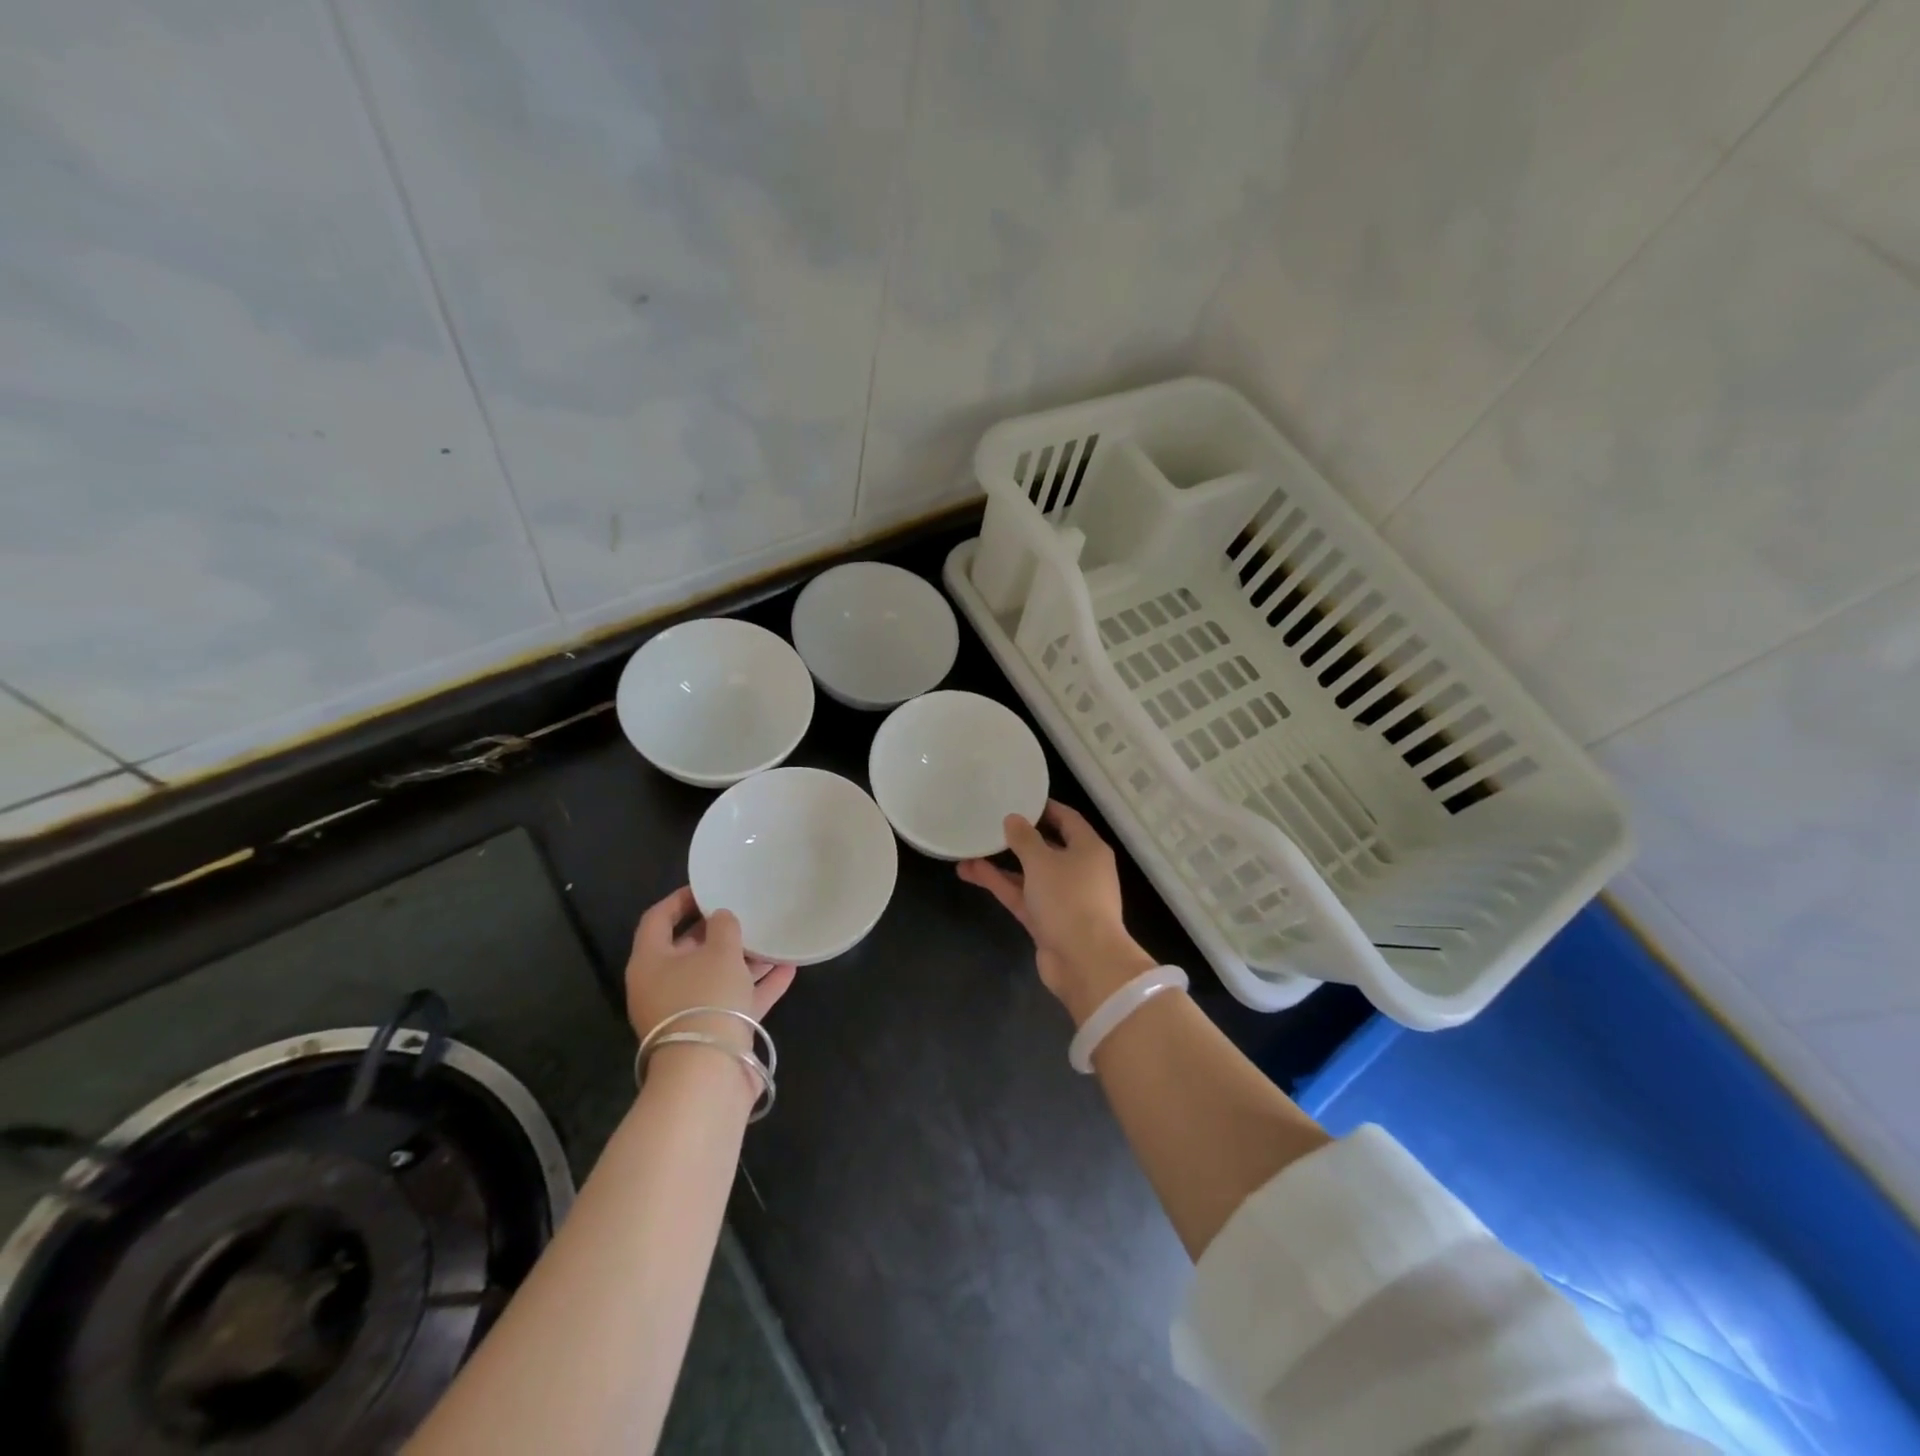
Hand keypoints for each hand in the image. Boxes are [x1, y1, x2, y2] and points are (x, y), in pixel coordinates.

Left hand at [625, 886, 795, 1046]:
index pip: (658, 919)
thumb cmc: (706, 998)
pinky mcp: (712, 1032)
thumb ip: (723, 926)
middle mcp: (662, 986)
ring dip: (743, 957)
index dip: (681, 899)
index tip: (709, 886)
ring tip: (772, 936)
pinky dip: (758, 985)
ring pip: (715, 975)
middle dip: (717, 930)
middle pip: (687, 949)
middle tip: (744, 910)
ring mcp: (687, 1011)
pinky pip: (735, 1000)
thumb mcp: (719, 951)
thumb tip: (721, 918)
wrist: (709, 1074)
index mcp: (650, 962)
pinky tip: (788, 968)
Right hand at [958, 800, 1156, 1024]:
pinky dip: (1000, 884)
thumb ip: (1024, 838)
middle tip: (990, 822)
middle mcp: (1079, 870)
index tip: (1017, 798)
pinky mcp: (1047, 921)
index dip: (1044, 807)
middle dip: (1018, 838)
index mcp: (1089, 849)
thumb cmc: (1069, 899)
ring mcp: (1063, 898)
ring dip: (1001, 863)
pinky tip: (971, 871)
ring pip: (1029, 873)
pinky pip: (1022, 895)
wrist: (1085, 962)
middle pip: (1047, 846)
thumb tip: (1013, 819)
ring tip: (969, 848)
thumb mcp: (1043, 861)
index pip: (1067, 819)